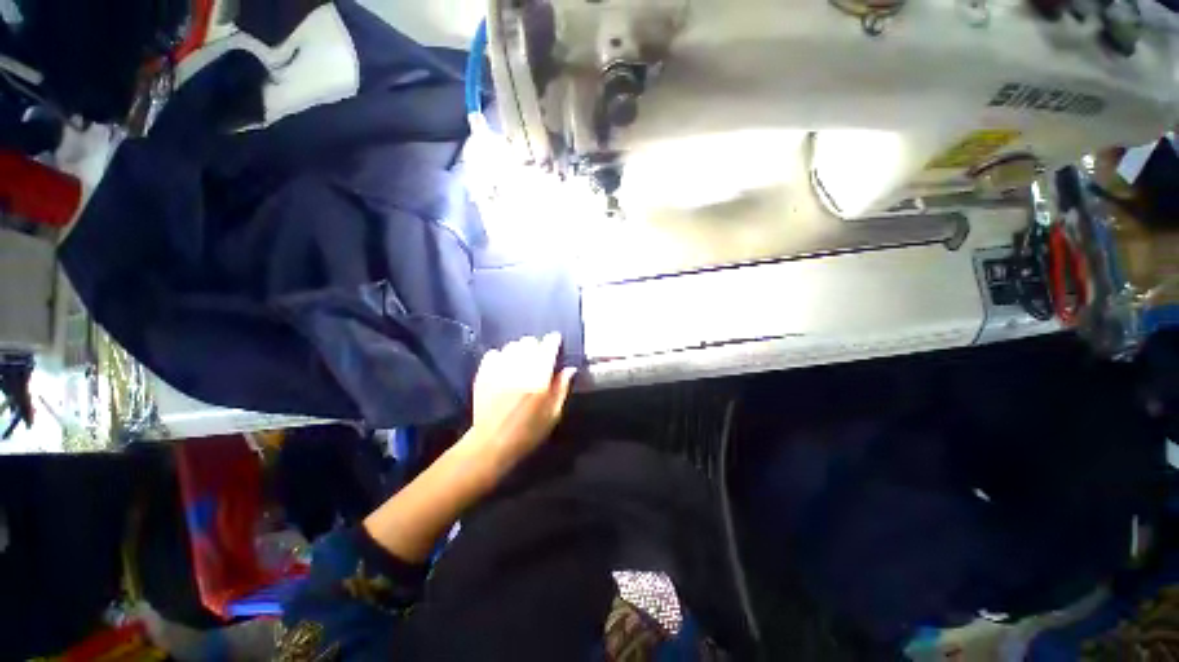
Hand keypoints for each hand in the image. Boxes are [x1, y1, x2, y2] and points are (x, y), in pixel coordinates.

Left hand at [470, 333, 576, 474]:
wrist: (491, 444)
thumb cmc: (528, 433)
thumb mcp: (553, 415)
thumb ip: (562, 388)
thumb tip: (569, 368)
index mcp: (539, 378)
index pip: (548, 347)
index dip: (554, 341)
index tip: (556, 341)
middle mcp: (519, 368)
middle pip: (529, 341)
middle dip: (537, 346)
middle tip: (539, 357)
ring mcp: (498, 369)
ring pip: (512, 345)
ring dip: (520, 350)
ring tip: (521, 361)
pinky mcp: (483, 373)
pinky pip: (494, 353)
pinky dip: (501, 356)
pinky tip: (504, 366)